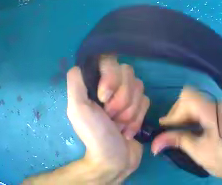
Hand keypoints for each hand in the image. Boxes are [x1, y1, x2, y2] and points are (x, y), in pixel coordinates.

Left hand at [65, 56, 148, 181]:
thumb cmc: (94, 135)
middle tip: (110, 117)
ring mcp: (126, 95)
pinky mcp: (138, 107)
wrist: (114, 160)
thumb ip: (75, 82)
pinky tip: (126, 131)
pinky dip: (136, 119)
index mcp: (94, 82)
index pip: (110, 61)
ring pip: (139, 88)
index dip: (111, 78)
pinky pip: (146, 101)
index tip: (103, 98)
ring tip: (118, 126)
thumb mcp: (77, 109)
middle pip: (128, 74)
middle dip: (120, 100)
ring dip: (129, 112)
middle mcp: (110, 84)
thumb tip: (81, 64)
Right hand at [150, 87, 221, 180]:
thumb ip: (177, 141)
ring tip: (178, 132)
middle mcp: (221, 105)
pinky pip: (203, 109)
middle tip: (170, 131)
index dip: (174, 111)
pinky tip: (190, 130)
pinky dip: (193, 118)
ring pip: (196, 104)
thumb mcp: (199, 153)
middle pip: (191, 99)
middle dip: (177, 115)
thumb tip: (155, 142)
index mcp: (216, 113)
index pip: (188, 98)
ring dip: (184, 117)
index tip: (167, 127)